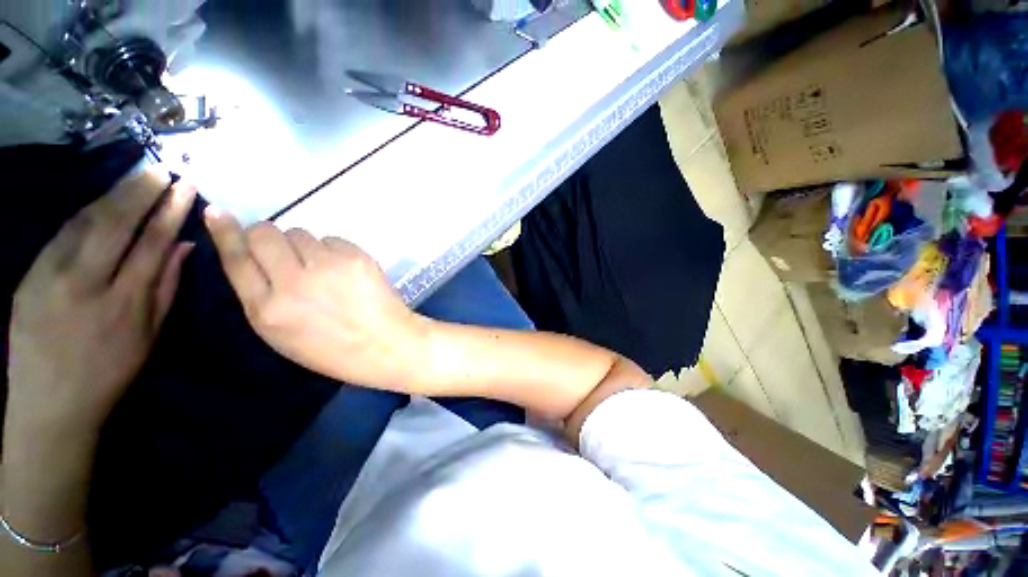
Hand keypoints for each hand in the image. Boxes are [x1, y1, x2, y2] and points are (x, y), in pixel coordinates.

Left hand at [6, 172, 195, 439]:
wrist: (50, 402)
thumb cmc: (109, 371)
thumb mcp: (149, 335)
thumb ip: (166, 287)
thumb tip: (183, 246)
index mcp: (123, 303)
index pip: (151, 243)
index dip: (170, 211)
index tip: (186, 187)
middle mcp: (86, 283)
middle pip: (116, 224)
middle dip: (141, 192)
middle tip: (161, 169)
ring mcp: (51, 276)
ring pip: (85, 222)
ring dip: (113, 195)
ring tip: (135, 177)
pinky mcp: (29, 276)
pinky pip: (62, 234)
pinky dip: (85, 213)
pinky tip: (100, 202)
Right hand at [204, 208, 425, 389]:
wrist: (386, 344)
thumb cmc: (333, 349)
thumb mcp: (282, 335)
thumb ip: (262, 297)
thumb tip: (252, 258)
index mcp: (268, 310)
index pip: (237, 259)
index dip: (225, 233)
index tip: (218, 213)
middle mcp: (293, 283)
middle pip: (265, 234)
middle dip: (268, 237)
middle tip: (285, 253)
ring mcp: (328, 266)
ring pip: (300, 233)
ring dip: (304, 246)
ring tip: (322, 270)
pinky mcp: (356, 257)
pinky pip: (332, 239)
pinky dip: (333, 250)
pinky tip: (345, 271)